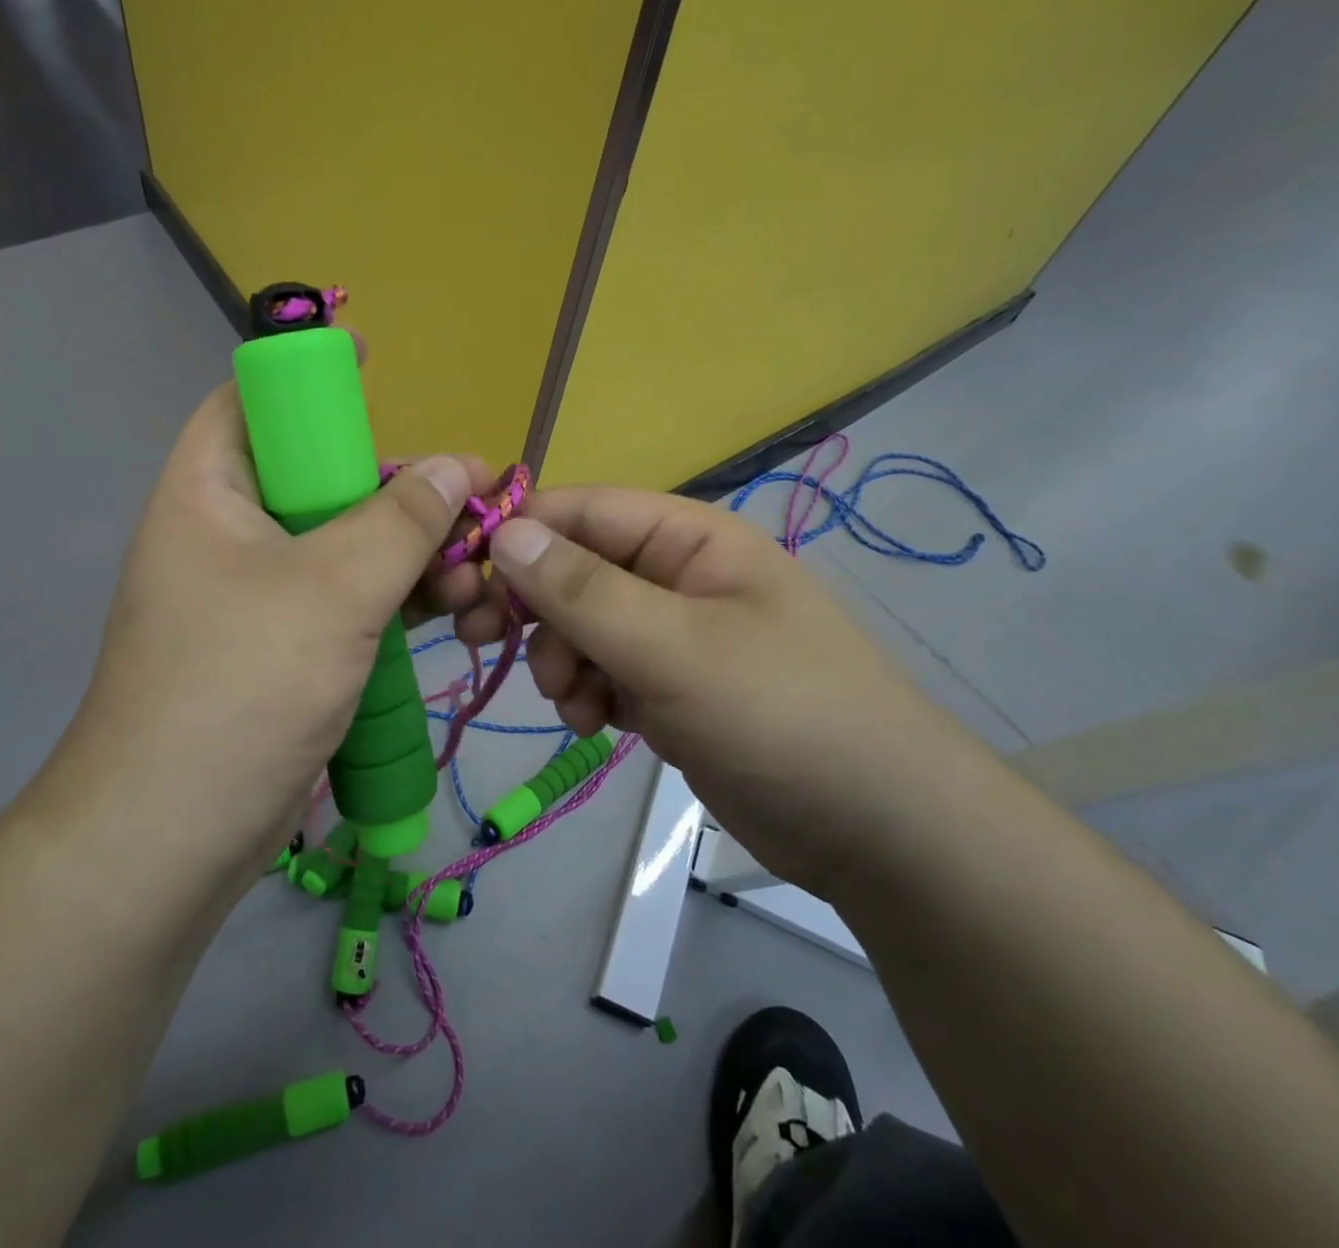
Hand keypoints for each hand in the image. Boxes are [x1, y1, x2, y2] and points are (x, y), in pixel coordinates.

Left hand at [49, 383, 495, 874]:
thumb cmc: (239, 687)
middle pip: (325, 478)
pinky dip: (402, 599)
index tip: (378, 366)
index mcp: (211, 491)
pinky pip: (352, 600)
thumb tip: (459, 465)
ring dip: (417, 552)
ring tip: (481, 575)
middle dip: (403, 487)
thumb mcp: (331, 591)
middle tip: (477, 502)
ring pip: (349, 544)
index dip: (312, 375)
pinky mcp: (288, 646)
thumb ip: (401, 521)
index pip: (254, 400)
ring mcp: (261, 594)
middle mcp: (231, 533)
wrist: (174, 838)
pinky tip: (459, 610)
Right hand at [464, 487, 996, 893]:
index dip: (517, 535)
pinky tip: (596, 725)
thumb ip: (582, 589)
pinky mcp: (671, 687)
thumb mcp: (673, 647)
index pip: (580, 510)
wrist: (876, 829)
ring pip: (581, 625)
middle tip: (484, 643)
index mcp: (688, 538)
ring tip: (576, 703)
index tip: (462, 580)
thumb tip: (502, 531)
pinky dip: (587, 693)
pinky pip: (603, 671)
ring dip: (560, 660)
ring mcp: (673, 634)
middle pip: (573, 568)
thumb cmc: (780, 715)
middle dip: (534, 609)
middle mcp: (676, 575)